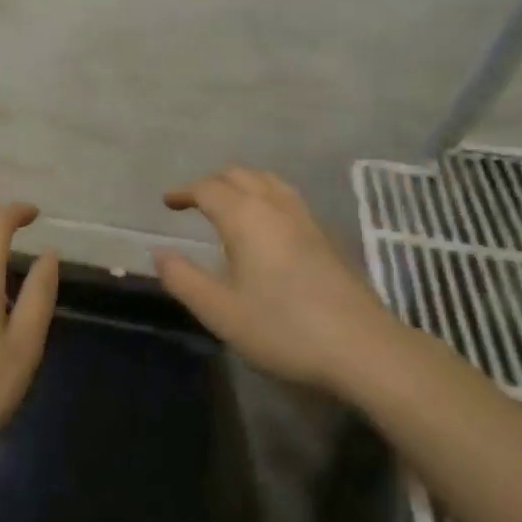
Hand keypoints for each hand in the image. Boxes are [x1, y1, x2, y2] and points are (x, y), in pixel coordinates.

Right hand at [155, 166, 402, 393]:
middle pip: (240, 175)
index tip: (168, 202)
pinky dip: (265, 195)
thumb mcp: (220, 311)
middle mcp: (275, 207)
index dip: (184, 192)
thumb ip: (184, 279)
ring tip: (228, 203)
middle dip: (212, 182)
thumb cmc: (282, 328)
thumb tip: (159, 253)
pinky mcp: (326, 236)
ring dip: (242, 183)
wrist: (362, 347)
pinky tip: (266, 224)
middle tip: (193, 200)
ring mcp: (305, 219)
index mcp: (245, 217)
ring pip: (268, 181)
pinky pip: (287, 197)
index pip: (208, 189)